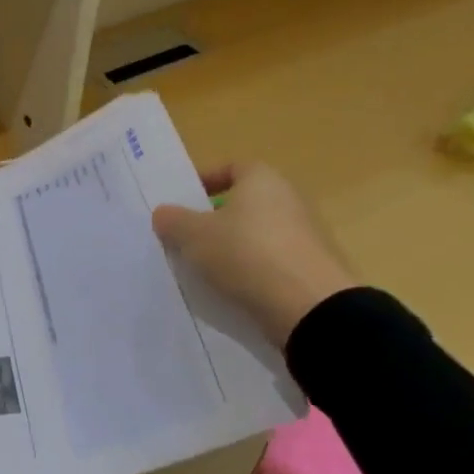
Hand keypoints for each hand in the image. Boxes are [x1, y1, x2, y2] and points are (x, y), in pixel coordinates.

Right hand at [152, 164, 357, 347]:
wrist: (307, 306)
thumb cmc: (244, 253)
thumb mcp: (192, 235)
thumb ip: (172, 220)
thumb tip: (164, 213)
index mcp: (262, 181)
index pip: (233, 167)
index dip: (207, 180)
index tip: (184, 201)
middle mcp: (288, 200)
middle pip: (244, 203)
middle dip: (214, 218)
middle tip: (185, 236)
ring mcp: (303, 236)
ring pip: (256, 234)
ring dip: (230, 246)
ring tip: (202, 266)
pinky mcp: (309, 268)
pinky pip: (269, 262)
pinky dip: (249, 270)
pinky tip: (229, 287)